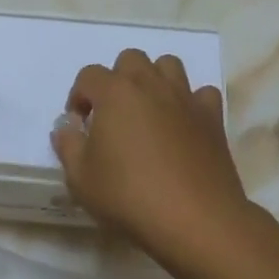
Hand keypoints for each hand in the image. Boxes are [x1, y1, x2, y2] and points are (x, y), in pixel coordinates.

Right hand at [51, 50, 267, 273]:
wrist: (194, 219)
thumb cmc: (129, 196)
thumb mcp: (81, 178)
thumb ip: (68, 145)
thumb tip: (67, 126)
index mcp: (115, 93)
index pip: (89, 75)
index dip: (78, 96)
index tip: (79, 125)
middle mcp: (150, 84)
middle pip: (130, 59)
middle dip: (117, 79)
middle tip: (113, 114)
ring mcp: (185, 98)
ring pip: (168, 65)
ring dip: (154, 80)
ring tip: (148, 112)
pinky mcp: (212, 117)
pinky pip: (201, 93)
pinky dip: (191, 102)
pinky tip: (183, 125)